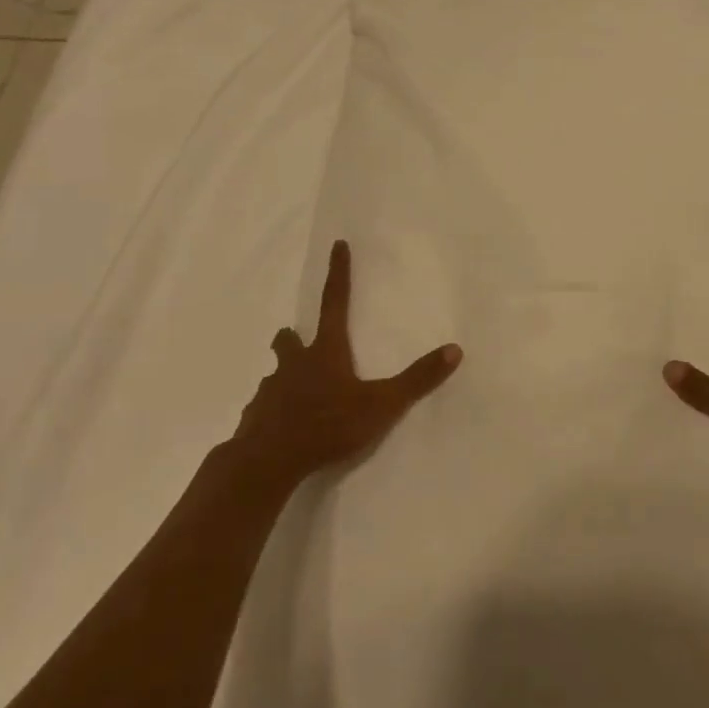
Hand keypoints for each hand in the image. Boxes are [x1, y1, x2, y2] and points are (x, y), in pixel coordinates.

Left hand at [231, 240, 461, 491]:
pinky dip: (272, 412)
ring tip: (297, 395)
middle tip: (301, 344)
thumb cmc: (327, 425)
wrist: (268, 463)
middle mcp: (294, 364)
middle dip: (293, 337)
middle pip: (288, 339)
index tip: (337, 245)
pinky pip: (263, 409)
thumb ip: (417, 380)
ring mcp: (269, 391)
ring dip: (284, 377)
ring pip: (274, 374)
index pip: (334, 302)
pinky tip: (282, 430)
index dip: (338, 273)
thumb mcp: (381, 404)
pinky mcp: (254, 420)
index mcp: (325, 352)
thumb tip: (454, 350)